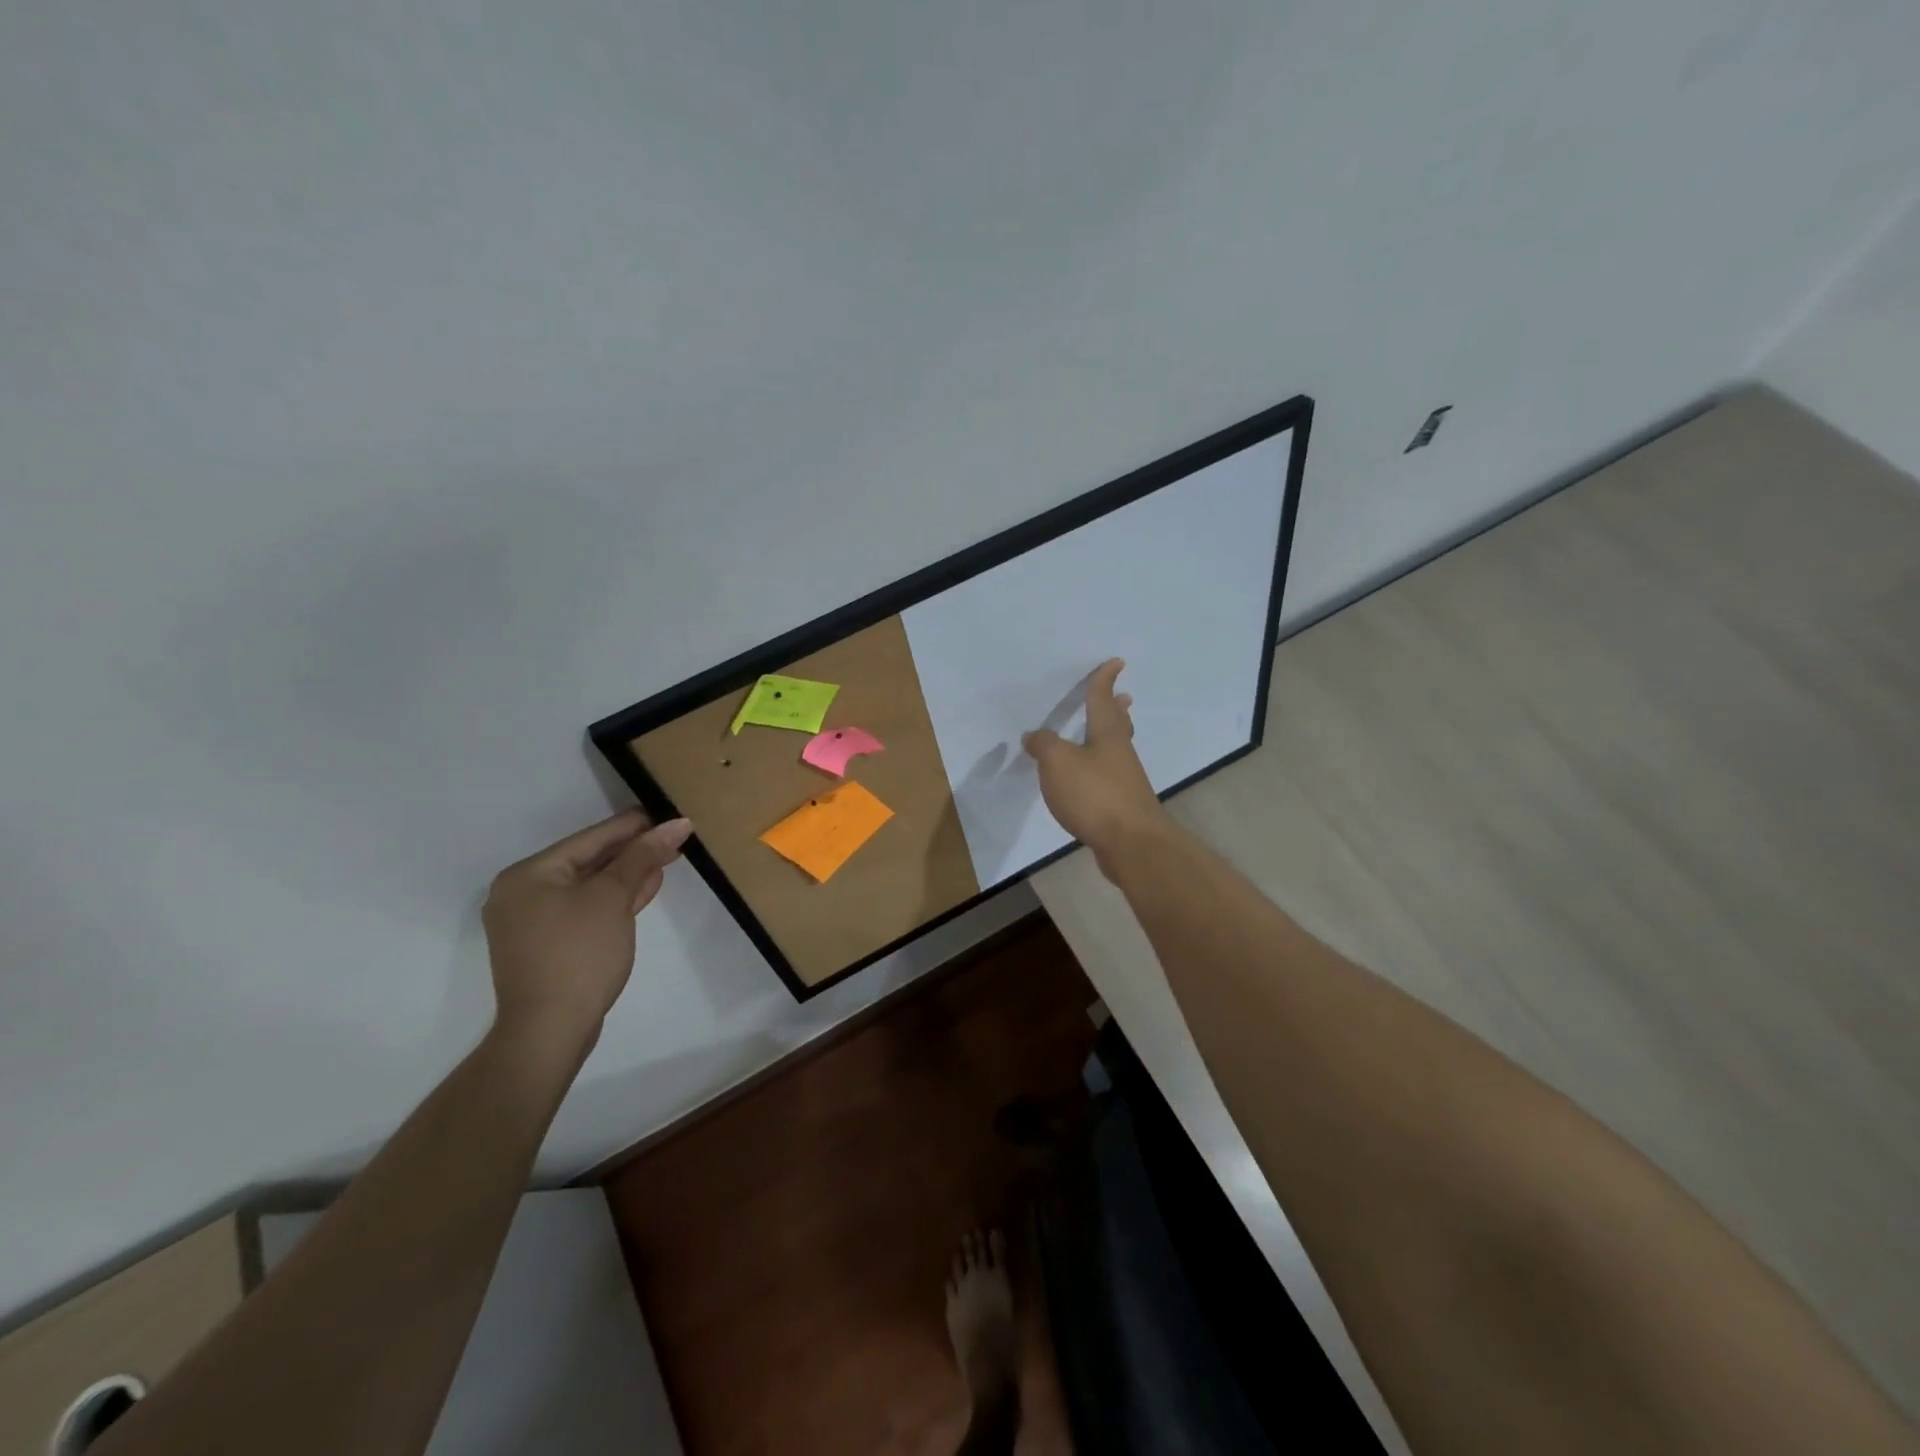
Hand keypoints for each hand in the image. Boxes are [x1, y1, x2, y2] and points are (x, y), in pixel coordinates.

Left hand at [482, 810, 692, 1053]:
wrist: (550, 1031)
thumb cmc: (578, 954)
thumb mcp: (613, 898)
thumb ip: (642, 857)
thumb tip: (677, 823)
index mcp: (529, 874)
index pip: (591, 838)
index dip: (635, 825)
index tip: (671, 814)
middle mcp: (523, 892)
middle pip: (590, 860)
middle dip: (634, 851)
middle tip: (676, 838)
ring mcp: (533, 921)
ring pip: (590, 885)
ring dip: (628, 874)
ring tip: (668, 859)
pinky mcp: (548, 945)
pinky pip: (586, 908)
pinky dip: (614, 899)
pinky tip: (645, 889)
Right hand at [1022, 659, 1168, 864]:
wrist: (1131, 844)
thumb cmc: (1095, 794)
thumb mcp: (1058, 763)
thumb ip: (1044, 745)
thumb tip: (1034, 735)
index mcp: (1107, 736)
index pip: (1102, 700)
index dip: (1104, 680)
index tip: (1116, 662)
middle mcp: (1120, 754)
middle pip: (1118, 725)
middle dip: (1117, 709)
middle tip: (1122, 697)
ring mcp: (1125, 781)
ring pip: (1116, 750)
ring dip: (1111, 738)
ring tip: (1101, 734)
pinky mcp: (1123, 806)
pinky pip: (1110, 777)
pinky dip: (1101, 768)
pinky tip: (1090, 779)